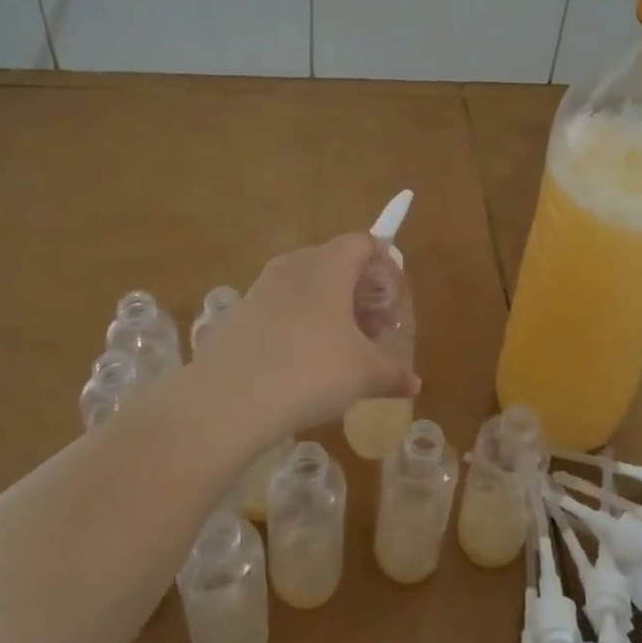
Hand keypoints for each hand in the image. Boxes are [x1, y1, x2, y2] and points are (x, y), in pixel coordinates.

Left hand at [194, 233, 418, 436]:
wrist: (228, 398)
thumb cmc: (311, 370)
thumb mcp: (363, 374)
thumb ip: (393, 374)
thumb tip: (413, 384)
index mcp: (329, 264)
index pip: (364, 243)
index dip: (386, 268)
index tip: (393, 304)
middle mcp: (295, 265)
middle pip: (337, 263)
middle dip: (361, 293)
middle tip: (375, 330)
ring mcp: (262, 287)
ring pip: (307, 287)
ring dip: (331, 310)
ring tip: (343, 350)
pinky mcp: (240, 313)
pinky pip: (282, 308)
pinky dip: (301, 324)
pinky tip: (304, 364)